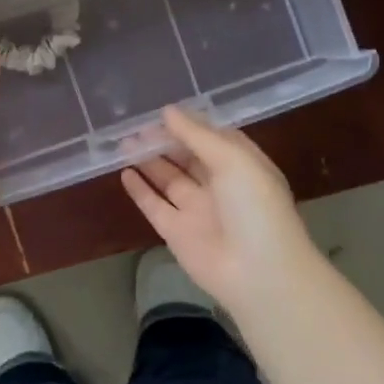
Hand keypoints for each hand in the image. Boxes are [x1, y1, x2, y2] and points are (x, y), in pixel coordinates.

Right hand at [121, 105, 319, 317]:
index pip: (212, 138)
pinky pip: (154, 205)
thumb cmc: (254, 207)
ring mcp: (196, 209)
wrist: (259, 272)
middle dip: (163, 141)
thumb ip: (197, 134)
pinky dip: (139, 190)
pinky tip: (124, 172)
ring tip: (124, 143)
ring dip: (148, 160)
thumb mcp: (233, 159)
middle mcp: (219, 185)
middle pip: (186, 157)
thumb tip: (167, 111)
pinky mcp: (176, 232)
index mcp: (241, 165)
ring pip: (167, 178)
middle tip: (135, 127)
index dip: (188, 125)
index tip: (161, 112)